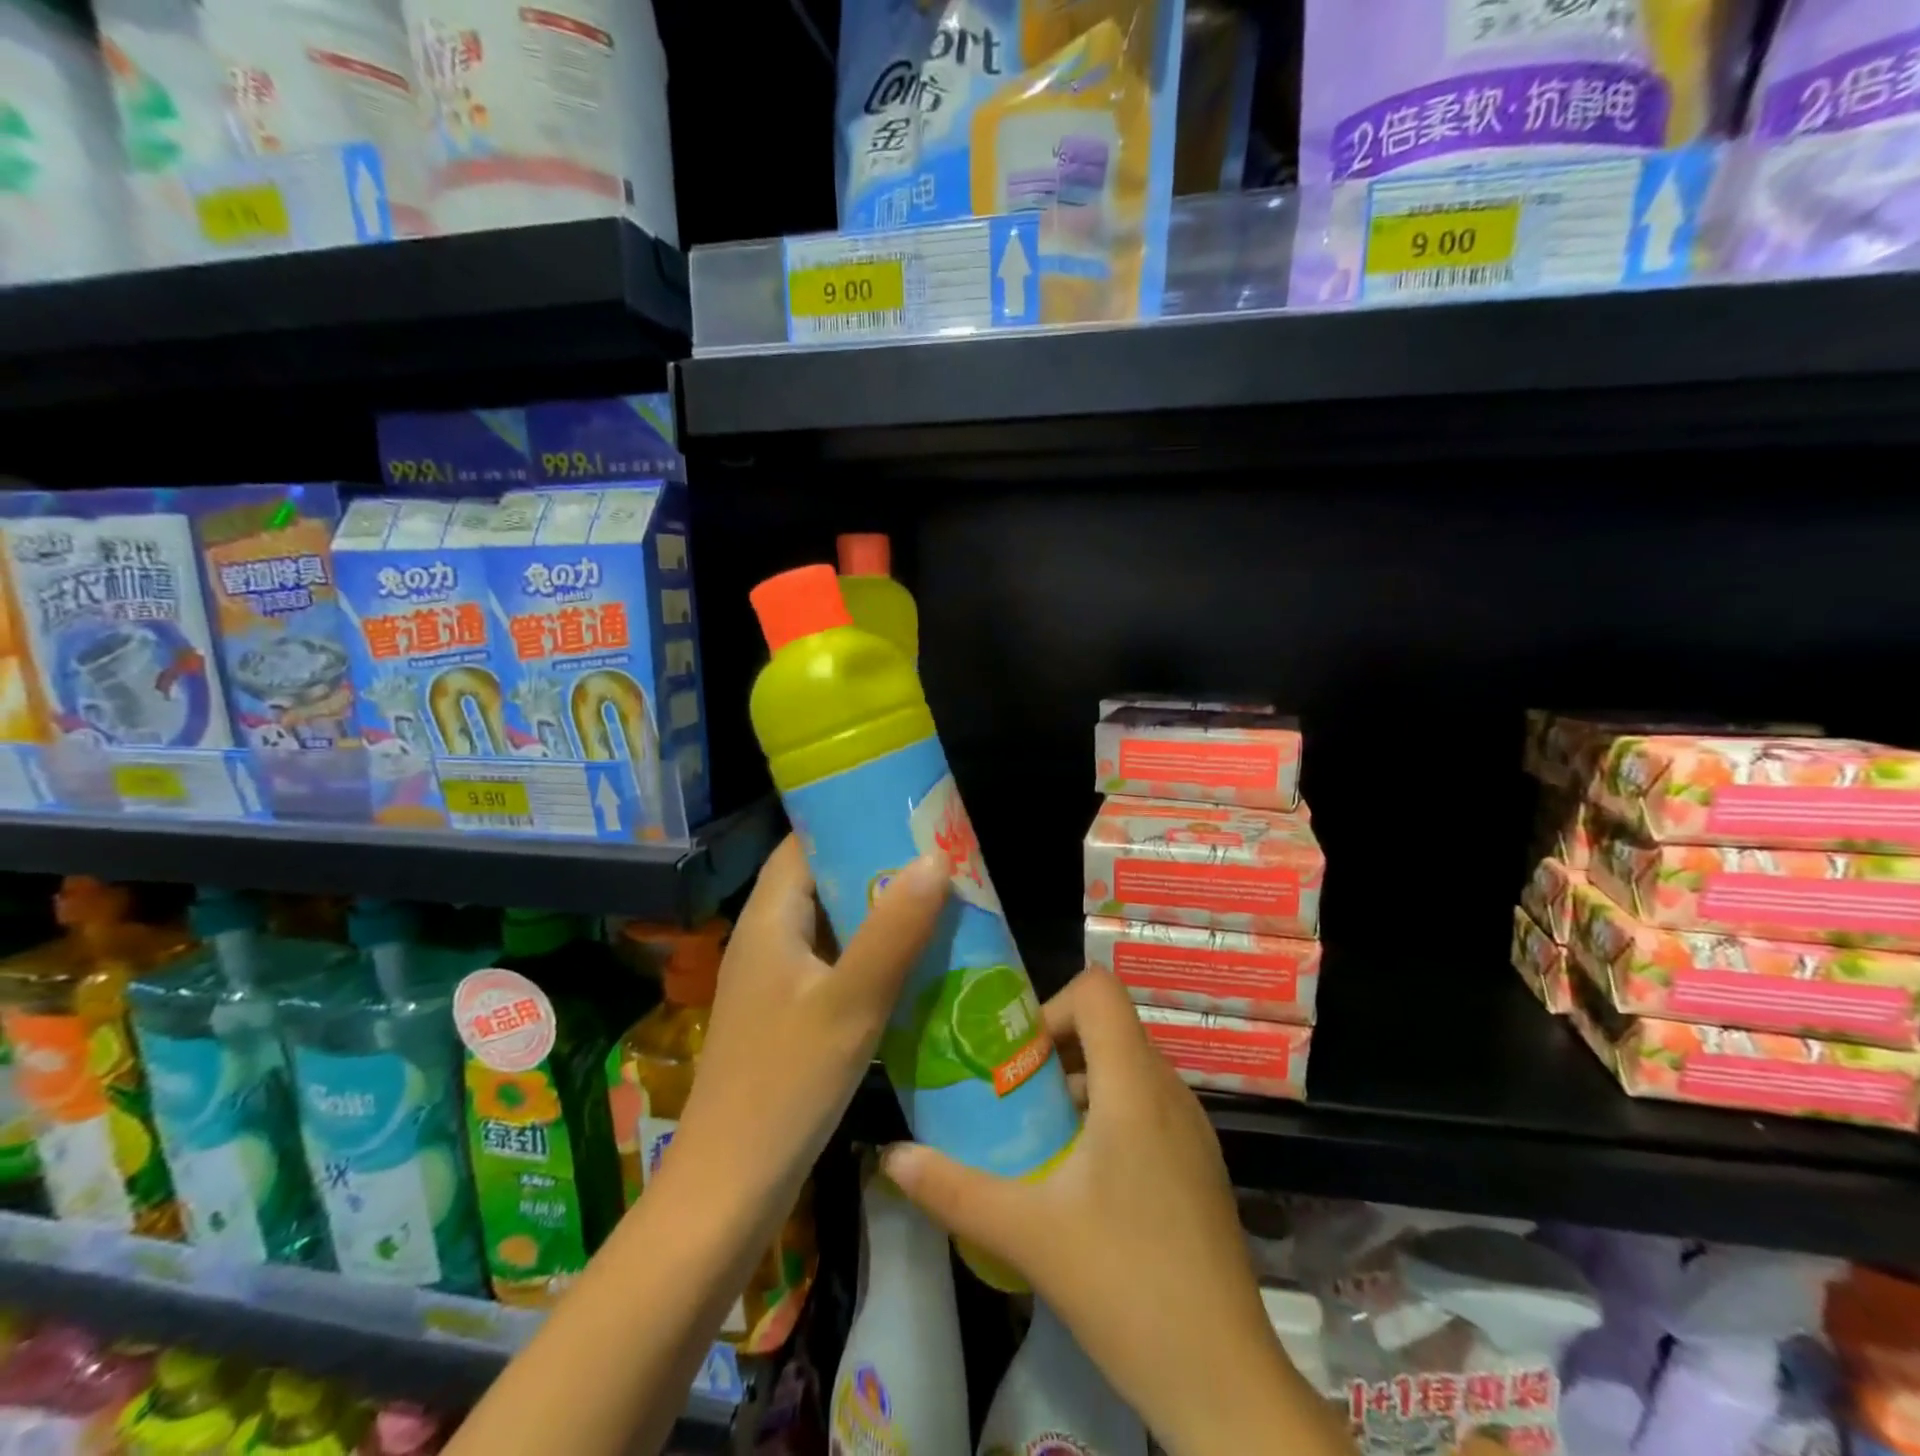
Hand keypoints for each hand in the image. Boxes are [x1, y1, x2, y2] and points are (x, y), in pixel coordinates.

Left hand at [674, 835, 947, 1208]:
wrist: (729, 1190)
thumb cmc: (785, 1086)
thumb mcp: (850, 1004)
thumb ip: (893, 931)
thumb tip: (934, 858)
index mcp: (769, 919)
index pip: (805, 842)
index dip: (850, 818)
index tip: (906, 812)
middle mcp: (766, 939)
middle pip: (822, 879)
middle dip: (877, 865)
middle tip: (939, 857)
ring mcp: (775, 980)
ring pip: (830, 924)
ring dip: (878, 911)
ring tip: (938, 901)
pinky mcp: (787, 1015)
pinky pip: (833, 963)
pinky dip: (870, 953)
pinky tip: (913, 963)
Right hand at [881, 969, 1351, 1455]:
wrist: (1225, 1382)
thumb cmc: (1127, 1286)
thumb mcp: (1028, 1233)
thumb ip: (953, 1189)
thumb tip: (892, 1156)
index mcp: (1135, 1086)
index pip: (1098, 990)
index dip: (1051, 1007)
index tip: (1016, 1058)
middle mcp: (1170, 1090)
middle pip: (1108, 1025)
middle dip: (1053, 1047)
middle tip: (1011, 1095)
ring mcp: (1191, 1127)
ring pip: (1126, 1065)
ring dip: (1077, 1081)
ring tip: (1037, 1135)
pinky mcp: (1197, 1162)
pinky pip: (1145, 1103)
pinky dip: (1106, 1111)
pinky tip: (1079, 1177)